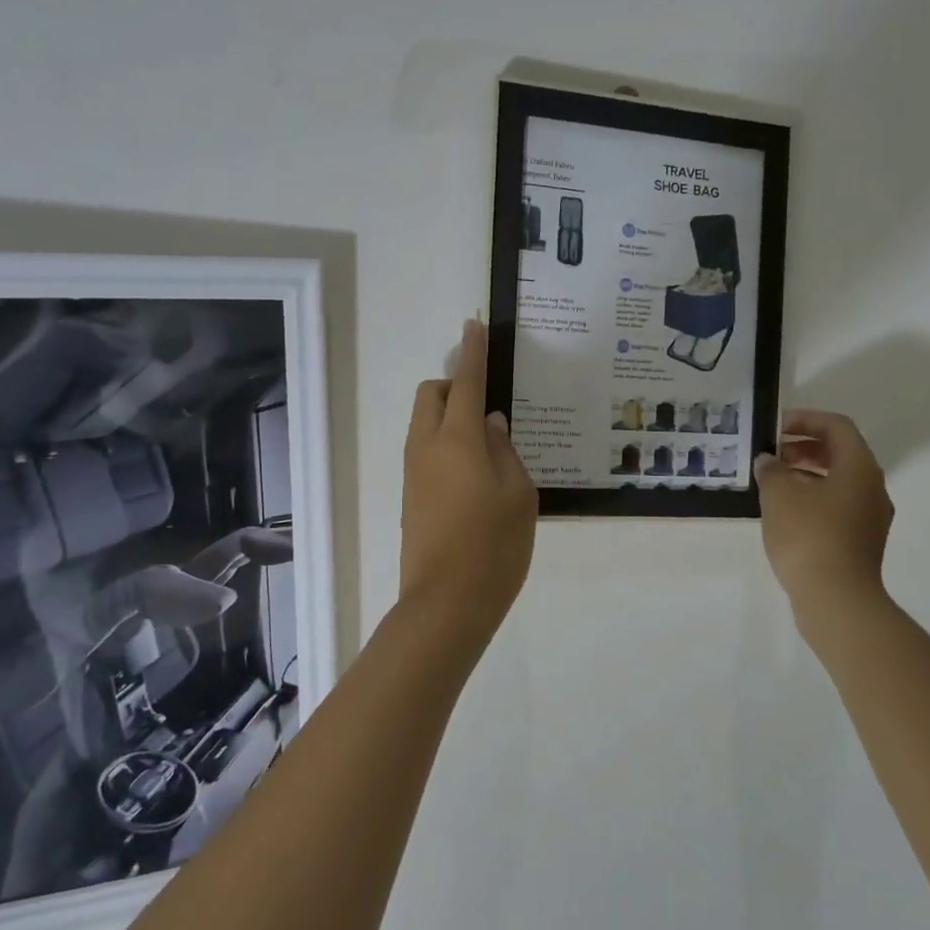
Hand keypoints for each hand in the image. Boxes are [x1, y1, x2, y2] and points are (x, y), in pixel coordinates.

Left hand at [400, 320, 537, 637]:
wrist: (445, 604)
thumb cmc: (494, 548)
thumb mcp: (519, 495)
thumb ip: (505, 451)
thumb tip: (491, 423)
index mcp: (457, 439)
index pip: (467, 382)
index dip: (472, 352)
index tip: (473, 325)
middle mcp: (427, 447)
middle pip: (432, 394)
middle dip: (455, 385)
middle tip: (489, 407)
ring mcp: (414, 472)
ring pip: (425, 423)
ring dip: (449, 417)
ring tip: (489, 445)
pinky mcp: (410, 496)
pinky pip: (425, 450)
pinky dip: (445, 444)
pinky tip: (475, 473)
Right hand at [756, 409, 893, 608]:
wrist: (836, 598)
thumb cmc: (808, 535)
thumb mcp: (779, 495)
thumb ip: (771, 470)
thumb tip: (769, 461)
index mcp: (859, 467)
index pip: (836, 427)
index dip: (805, 419)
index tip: (775, 427)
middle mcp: (872, 487)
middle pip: (839, 453)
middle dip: (803, 447)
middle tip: (770, 454)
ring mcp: (869, 516)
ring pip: (837, 481)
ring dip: (804, 474)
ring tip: (771, 482)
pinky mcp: (859, 540)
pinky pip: (836, 505)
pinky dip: (811, 498)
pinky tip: (783, 512)